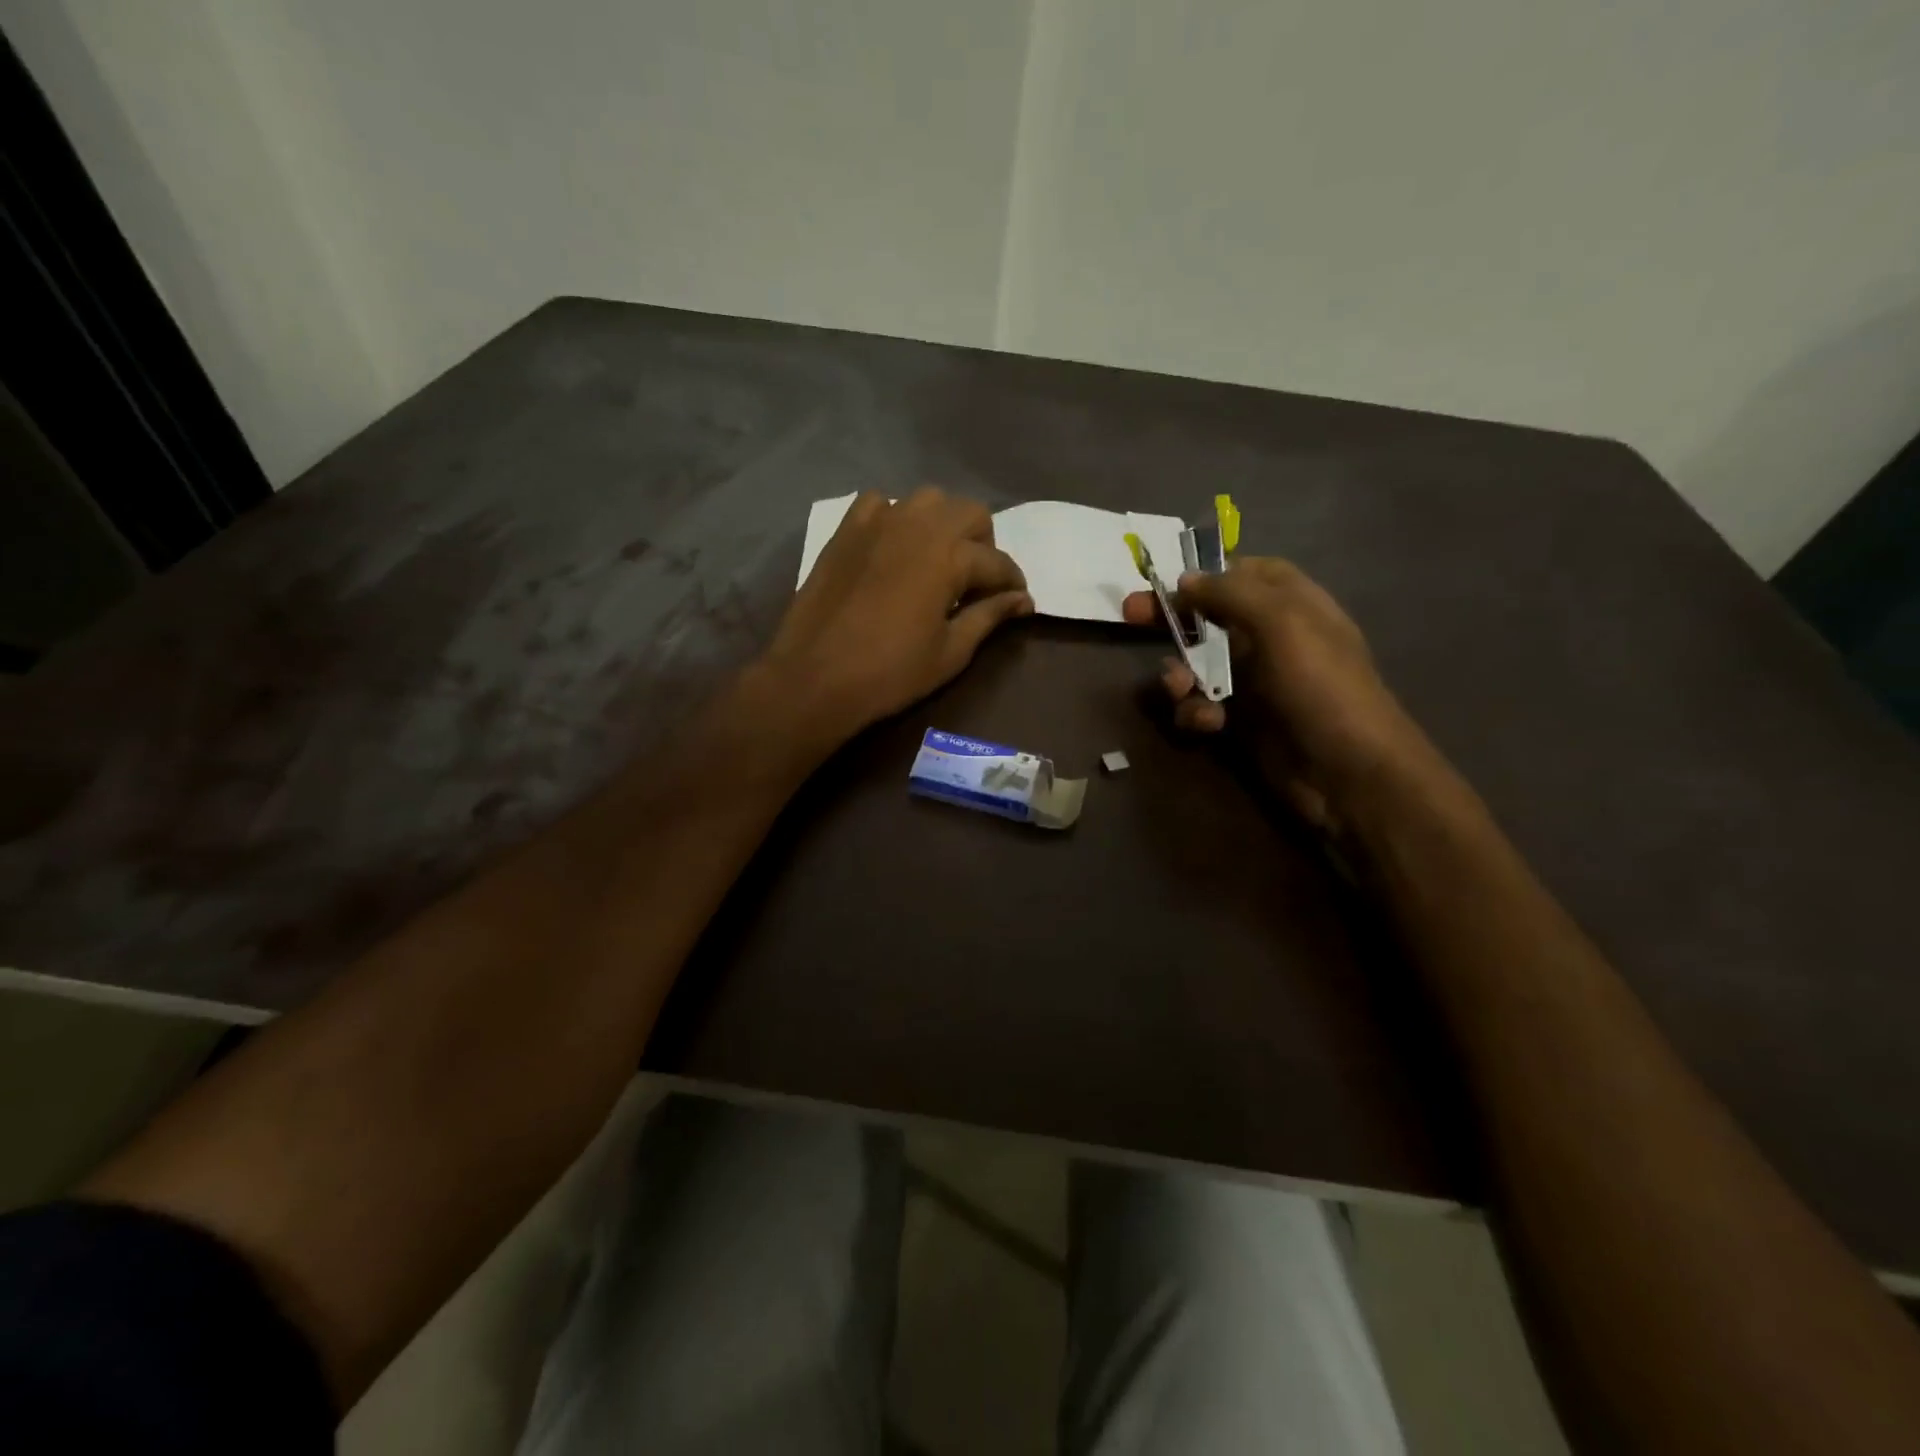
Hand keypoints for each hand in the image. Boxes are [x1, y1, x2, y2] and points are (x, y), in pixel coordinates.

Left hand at [762, 488, 1033, 743]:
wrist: (815, 677)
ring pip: (928, 500)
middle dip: (983, 544)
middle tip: (975, 581)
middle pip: (970, 513)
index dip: (1013, 583)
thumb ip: (989, 617)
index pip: (997, 562)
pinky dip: (895, 517)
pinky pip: (879, 503)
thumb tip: (1024, 601)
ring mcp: (878, 521)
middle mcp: (918, 525)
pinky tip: (892, 548)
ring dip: (942, 524)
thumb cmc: (890, 673)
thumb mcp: (951, 652)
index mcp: (949, 557)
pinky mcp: (846, 529)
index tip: (1017, 600)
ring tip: (936, 560)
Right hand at [1123, 557, 1434, 830]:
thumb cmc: (1319, 686)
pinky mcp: (1241, 722)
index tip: (1169, 579)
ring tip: (1178, 689)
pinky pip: (1201, 706)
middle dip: (1173, 618)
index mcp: (1294, 604)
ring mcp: (1256, 683)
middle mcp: (1272, 639)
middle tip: (1130, 615)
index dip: (1209, 572)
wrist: (1347, 772)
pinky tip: (1207, 724)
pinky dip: (1195, 712)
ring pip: (1198, 665)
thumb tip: (1185, 579)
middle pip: (1211, 617)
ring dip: (1179, 674)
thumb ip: (1231, 594)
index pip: (1248, 572)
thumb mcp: (1281, 623)